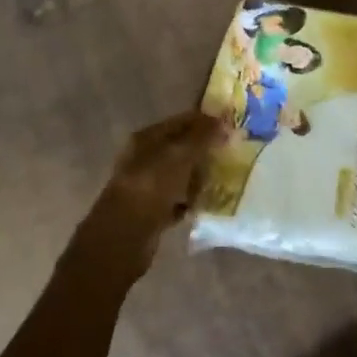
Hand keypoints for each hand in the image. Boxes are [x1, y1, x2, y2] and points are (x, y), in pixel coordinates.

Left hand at [92, 110, 221, 241]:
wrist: (125, 235)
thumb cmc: (153, 186)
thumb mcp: (180, 155)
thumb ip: (202, 137)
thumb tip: (222, 121)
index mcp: (147, 138)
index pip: (181, 122)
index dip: (205, 121)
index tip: (231, 127)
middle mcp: (144, 158)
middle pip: (181, 149)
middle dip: (205, 152)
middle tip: (231, 155)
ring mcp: (147, 185)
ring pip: (180, 175)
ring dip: (199, 178)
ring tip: (222, 181)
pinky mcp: (151, 211)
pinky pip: (177, 200)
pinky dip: (190, 202)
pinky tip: (205, 205)